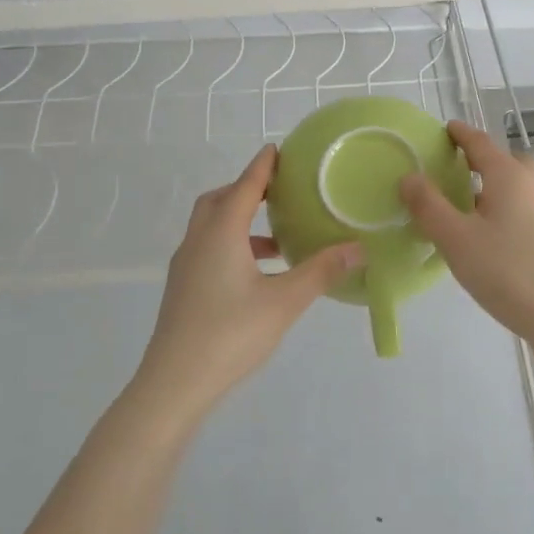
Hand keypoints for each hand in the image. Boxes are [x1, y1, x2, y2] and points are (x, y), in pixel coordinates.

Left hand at [135, 145, 361, 421]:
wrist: (174, 384)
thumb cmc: (230, 335)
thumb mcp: (284, 302)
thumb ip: (321, 271)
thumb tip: (359, 247)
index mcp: (220, 234)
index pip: (244, 187)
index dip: (262, 167)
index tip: (277, 149)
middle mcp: (198, 242)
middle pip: (219, 201)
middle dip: (247, 189)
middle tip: (278, 190)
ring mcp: (186, 267)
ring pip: (211, 227)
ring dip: (240, 220)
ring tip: (277, 236)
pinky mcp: (183, 289)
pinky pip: (209, 249)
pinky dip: (233, 245)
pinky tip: (259, 273)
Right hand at [399, 120, 533, 346]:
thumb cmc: (507, 272)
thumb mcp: (457, 239)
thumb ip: (429, 206)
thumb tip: (409, 176)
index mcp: (509, 177)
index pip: (481, 143)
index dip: (461, 134)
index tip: (445, 129)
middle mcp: (533, 186)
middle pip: (507, 161)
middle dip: (482, 159)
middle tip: (456, 169)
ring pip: (518, 187)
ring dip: (494, 187)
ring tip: (467, 206)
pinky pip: (525, 210)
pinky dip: (505, 209)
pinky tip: (490, 237)